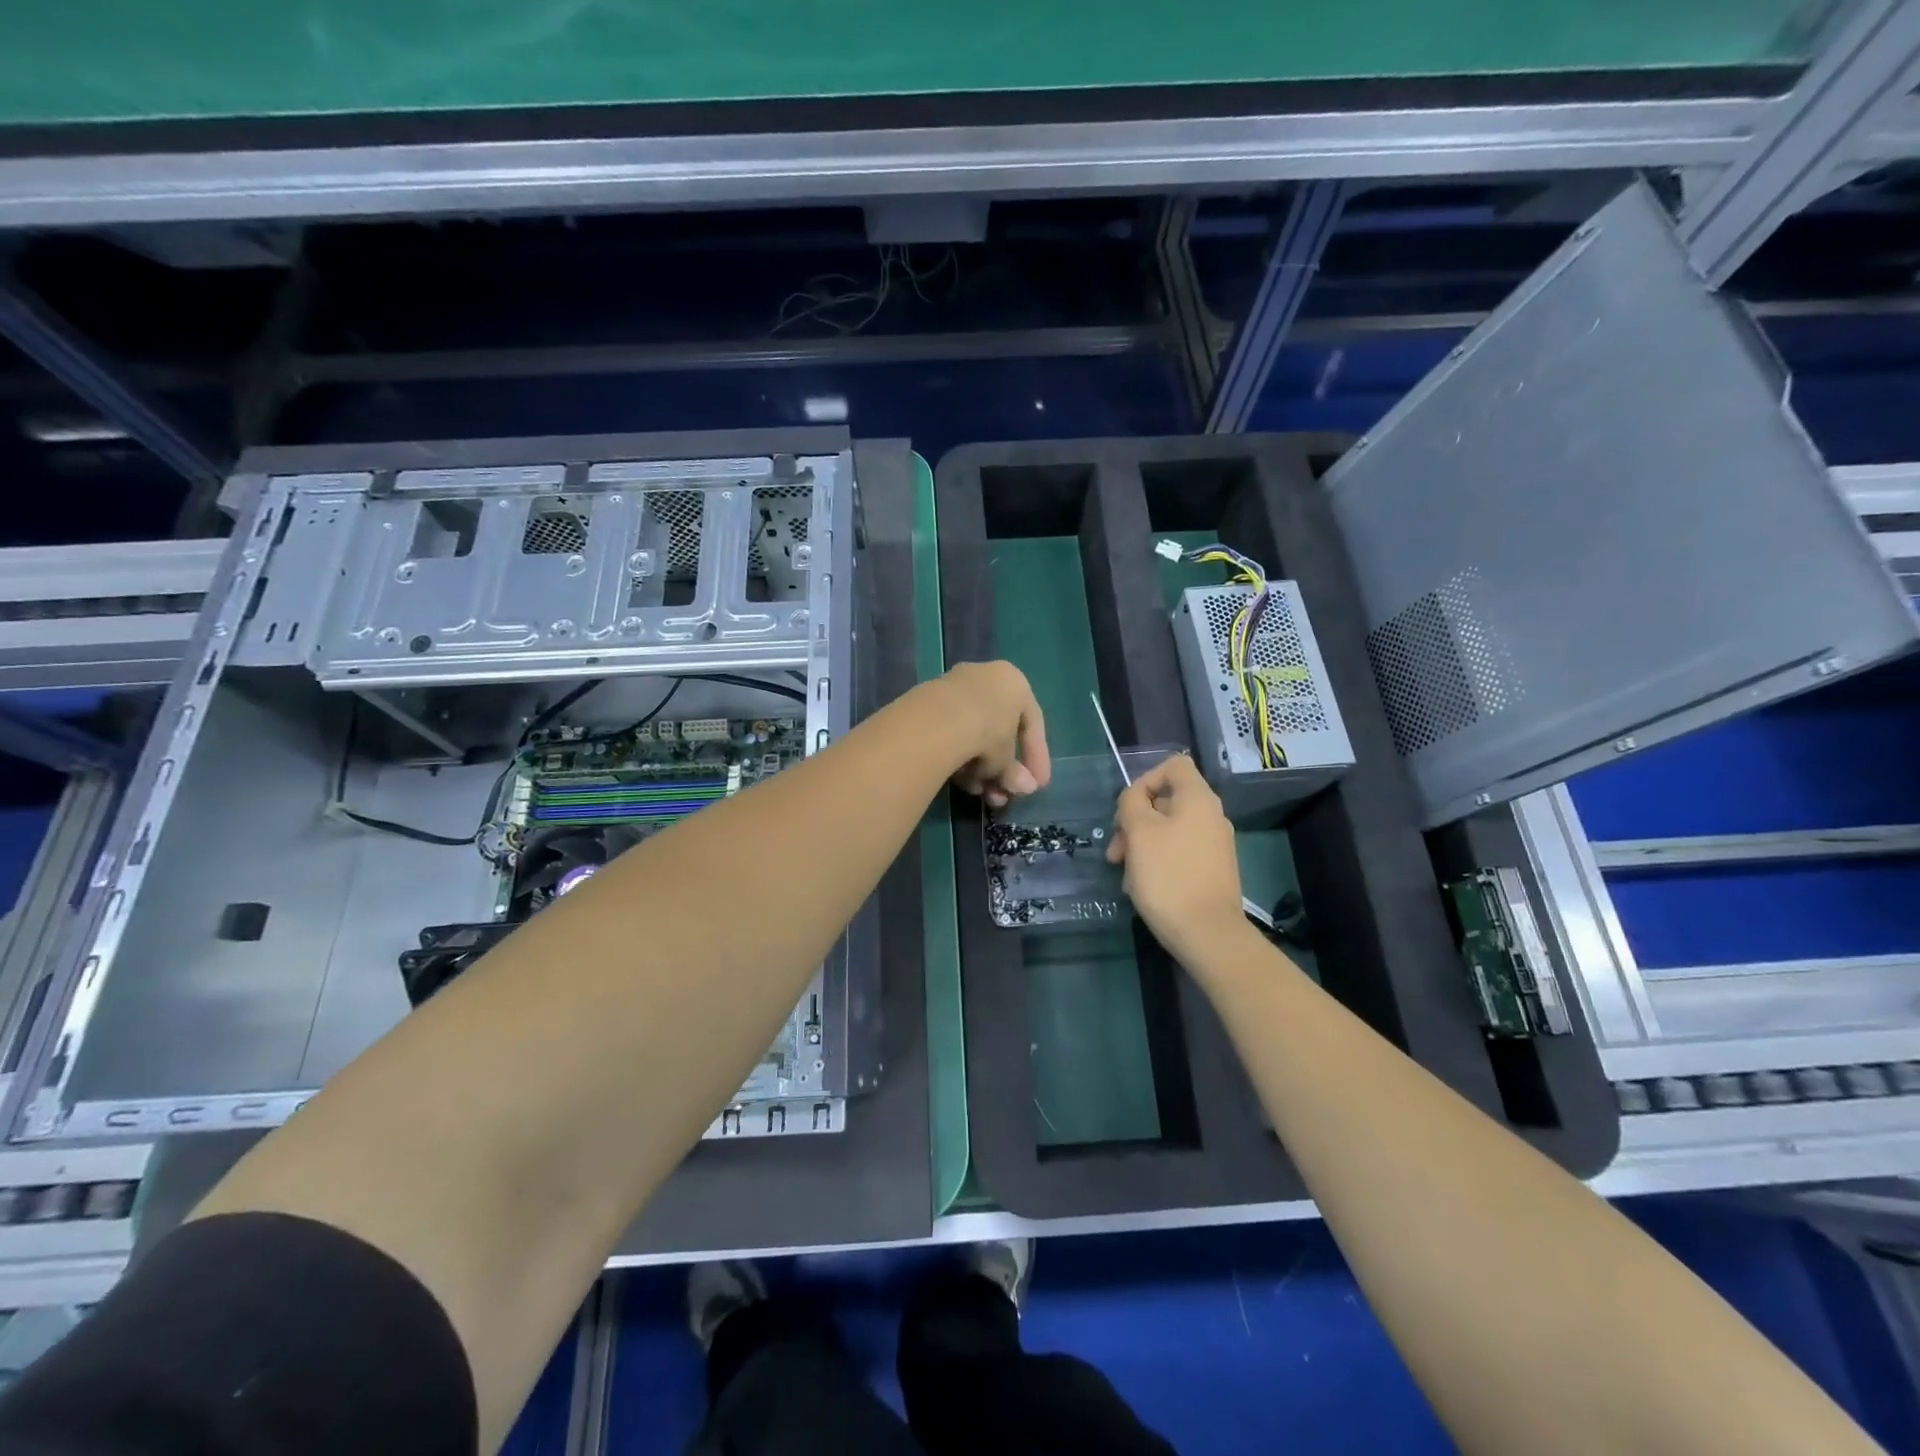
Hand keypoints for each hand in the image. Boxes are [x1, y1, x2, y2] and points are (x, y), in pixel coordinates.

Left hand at [933, 661, 1051, 807]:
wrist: (936, 721)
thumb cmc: (987, 733)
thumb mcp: (1006, 760)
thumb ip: (1015, 773)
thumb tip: (1025, 787)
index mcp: (1014, 682)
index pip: (1033, 723)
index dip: (1037, 757)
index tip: (1038, 785)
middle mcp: (985, 676)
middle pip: (999, 731)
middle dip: (1003, 769)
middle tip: (1003, 796)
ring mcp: (954, 687)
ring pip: (973, 734)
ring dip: (980, 769)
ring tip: (979, 794)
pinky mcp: (927, 702)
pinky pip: (952, 734)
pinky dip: (959, 757)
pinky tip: (960, 782)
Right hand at [1106, 754, 1245, 960]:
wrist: (1208, 934)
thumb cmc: (1168, 876)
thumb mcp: (1139, 832)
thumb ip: (1132, 803)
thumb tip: (1135, 797)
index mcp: (1198, 799)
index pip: (1173, 765)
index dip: (1145, 779)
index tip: (1127, 808)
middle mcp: (1211, 816)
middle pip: (1166, 800)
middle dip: (1134, 820)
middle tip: (1115, 850)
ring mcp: (1214, 845)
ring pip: (1168, 829)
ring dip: (1141, 845)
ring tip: (1125, 874)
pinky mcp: (1212, 870)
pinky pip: (1179, 852)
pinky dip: (1157, 861)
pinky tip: (1142, 886)